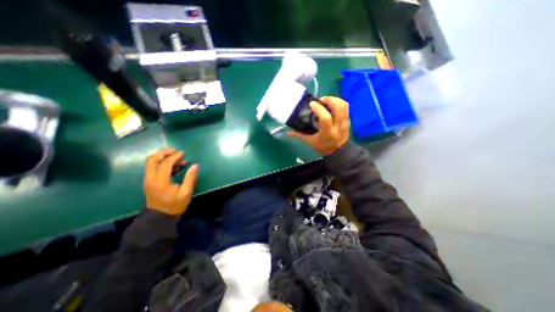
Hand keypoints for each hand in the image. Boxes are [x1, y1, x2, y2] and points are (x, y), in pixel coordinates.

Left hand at [142, 148, 199, 214]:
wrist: (159, 218)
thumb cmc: (174, 205)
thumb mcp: (186, 192)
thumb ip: (190, 178)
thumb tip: (195, 165)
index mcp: (160, 181)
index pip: (165, 163)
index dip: (174, 157)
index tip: (183, 154)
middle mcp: (150, 178)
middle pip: (152, 159)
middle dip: (164, 152)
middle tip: (175, 151)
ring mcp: (148, 180)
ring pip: (151, 163)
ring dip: (163, 157)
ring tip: (177, 159)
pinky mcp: (149, 182)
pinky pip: (153, 168)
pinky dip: (162, 163)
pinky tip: (173, 166)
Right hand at [286, 96, 350, 155]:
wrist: (339, 152)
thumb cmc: (323, 147)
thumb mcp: (310, 141)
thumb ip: (299, 135)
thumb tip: (287, 132)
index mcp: (328, 132)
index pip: (326, 118)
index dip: (318, 108)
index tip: (311, 104)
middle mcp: (338, 126)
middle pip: (339, 108)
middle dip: (330, 100)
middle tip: (321, 100)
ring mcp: (345, 122)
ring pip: (344, 105)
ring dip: (335, 99)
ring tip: (326, 101)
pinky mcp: (348, 120)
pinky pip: (346, 107)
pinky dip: (338, 103)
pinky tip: (331, 105)